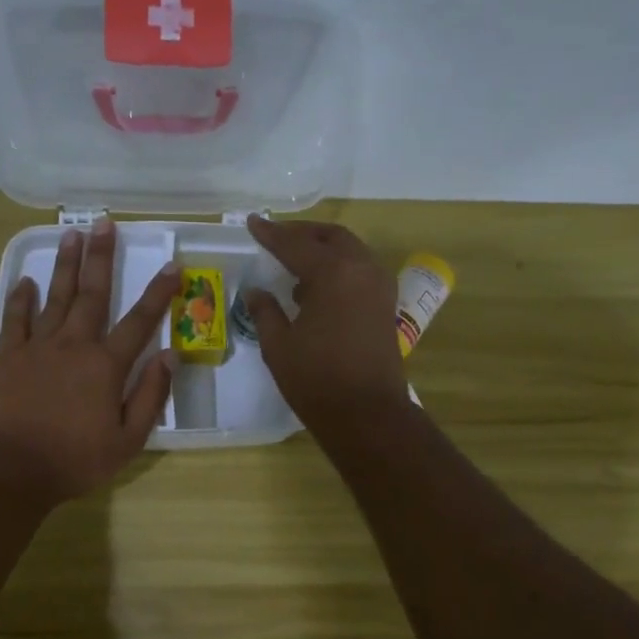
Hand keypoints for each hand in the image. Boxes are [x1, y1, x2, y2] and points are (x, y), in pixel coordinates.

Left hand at [0, 218, 178, 505]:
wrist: (12, 470)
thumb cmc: (76, 460)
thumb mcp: (128, 439)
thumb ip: (150, 395)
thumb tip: (170, 356)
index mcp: (106, 365)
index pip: (140, 322)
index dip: (159, 293)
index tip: (172, 266)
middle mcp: (73, 345)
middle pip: (92, 294)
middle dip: (101, 257)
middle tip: (105, 224)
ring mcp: (37, 347)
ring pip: (54, 296)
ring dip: (64, 265)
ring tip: (71, 234)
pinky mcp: (7, 357)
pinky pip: (15, 319)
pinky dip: (20, 298)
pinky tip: (26, 280)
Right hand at [243, 215, 408, 435]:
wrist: (367, 414)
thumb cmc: (317, 380)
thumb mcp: (279, 346)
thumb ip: (265, 311)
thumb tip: (256, 291)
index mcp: (333, 273)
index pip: (295, 244)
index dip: (270, 234)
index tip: (252, 223)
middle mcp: (361, 269)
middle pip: (331, 237)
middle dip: (302, 233)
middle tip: (276, 237)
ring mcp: (379, 287)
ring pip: (350, 251)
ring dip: (323, 249)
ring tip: (295, 261)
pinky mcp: (385, 306)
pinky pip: (360, 270)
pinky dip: (339, 267)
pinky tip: (318, 288)